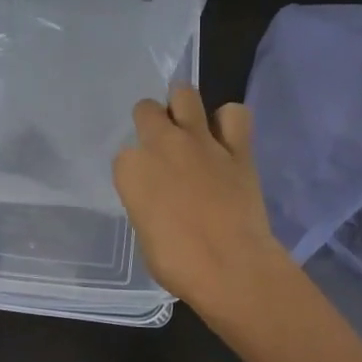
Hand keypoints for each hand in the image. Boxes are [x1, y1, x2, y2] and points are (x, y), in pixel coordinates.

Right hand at [112, 84, 289, 313]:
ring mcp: (200, 141)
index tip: (146, 184)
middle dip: (151, 122)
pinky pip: (235, 114)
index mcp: (131, 169)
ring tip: (188, 123)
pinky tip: (226, 135)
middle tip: (162, 143)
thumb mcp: (145, 234)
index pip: (124, 155)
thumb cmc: (177, 262)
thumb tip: (161, 201)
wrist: (230, 267)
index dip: (136, 168)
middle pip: (146, 110)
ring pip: (185, 94)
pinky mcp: (237, 148)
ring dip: (183, 105)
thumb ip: (148, 204)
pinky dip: (229, 120)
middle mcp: (161, 144)